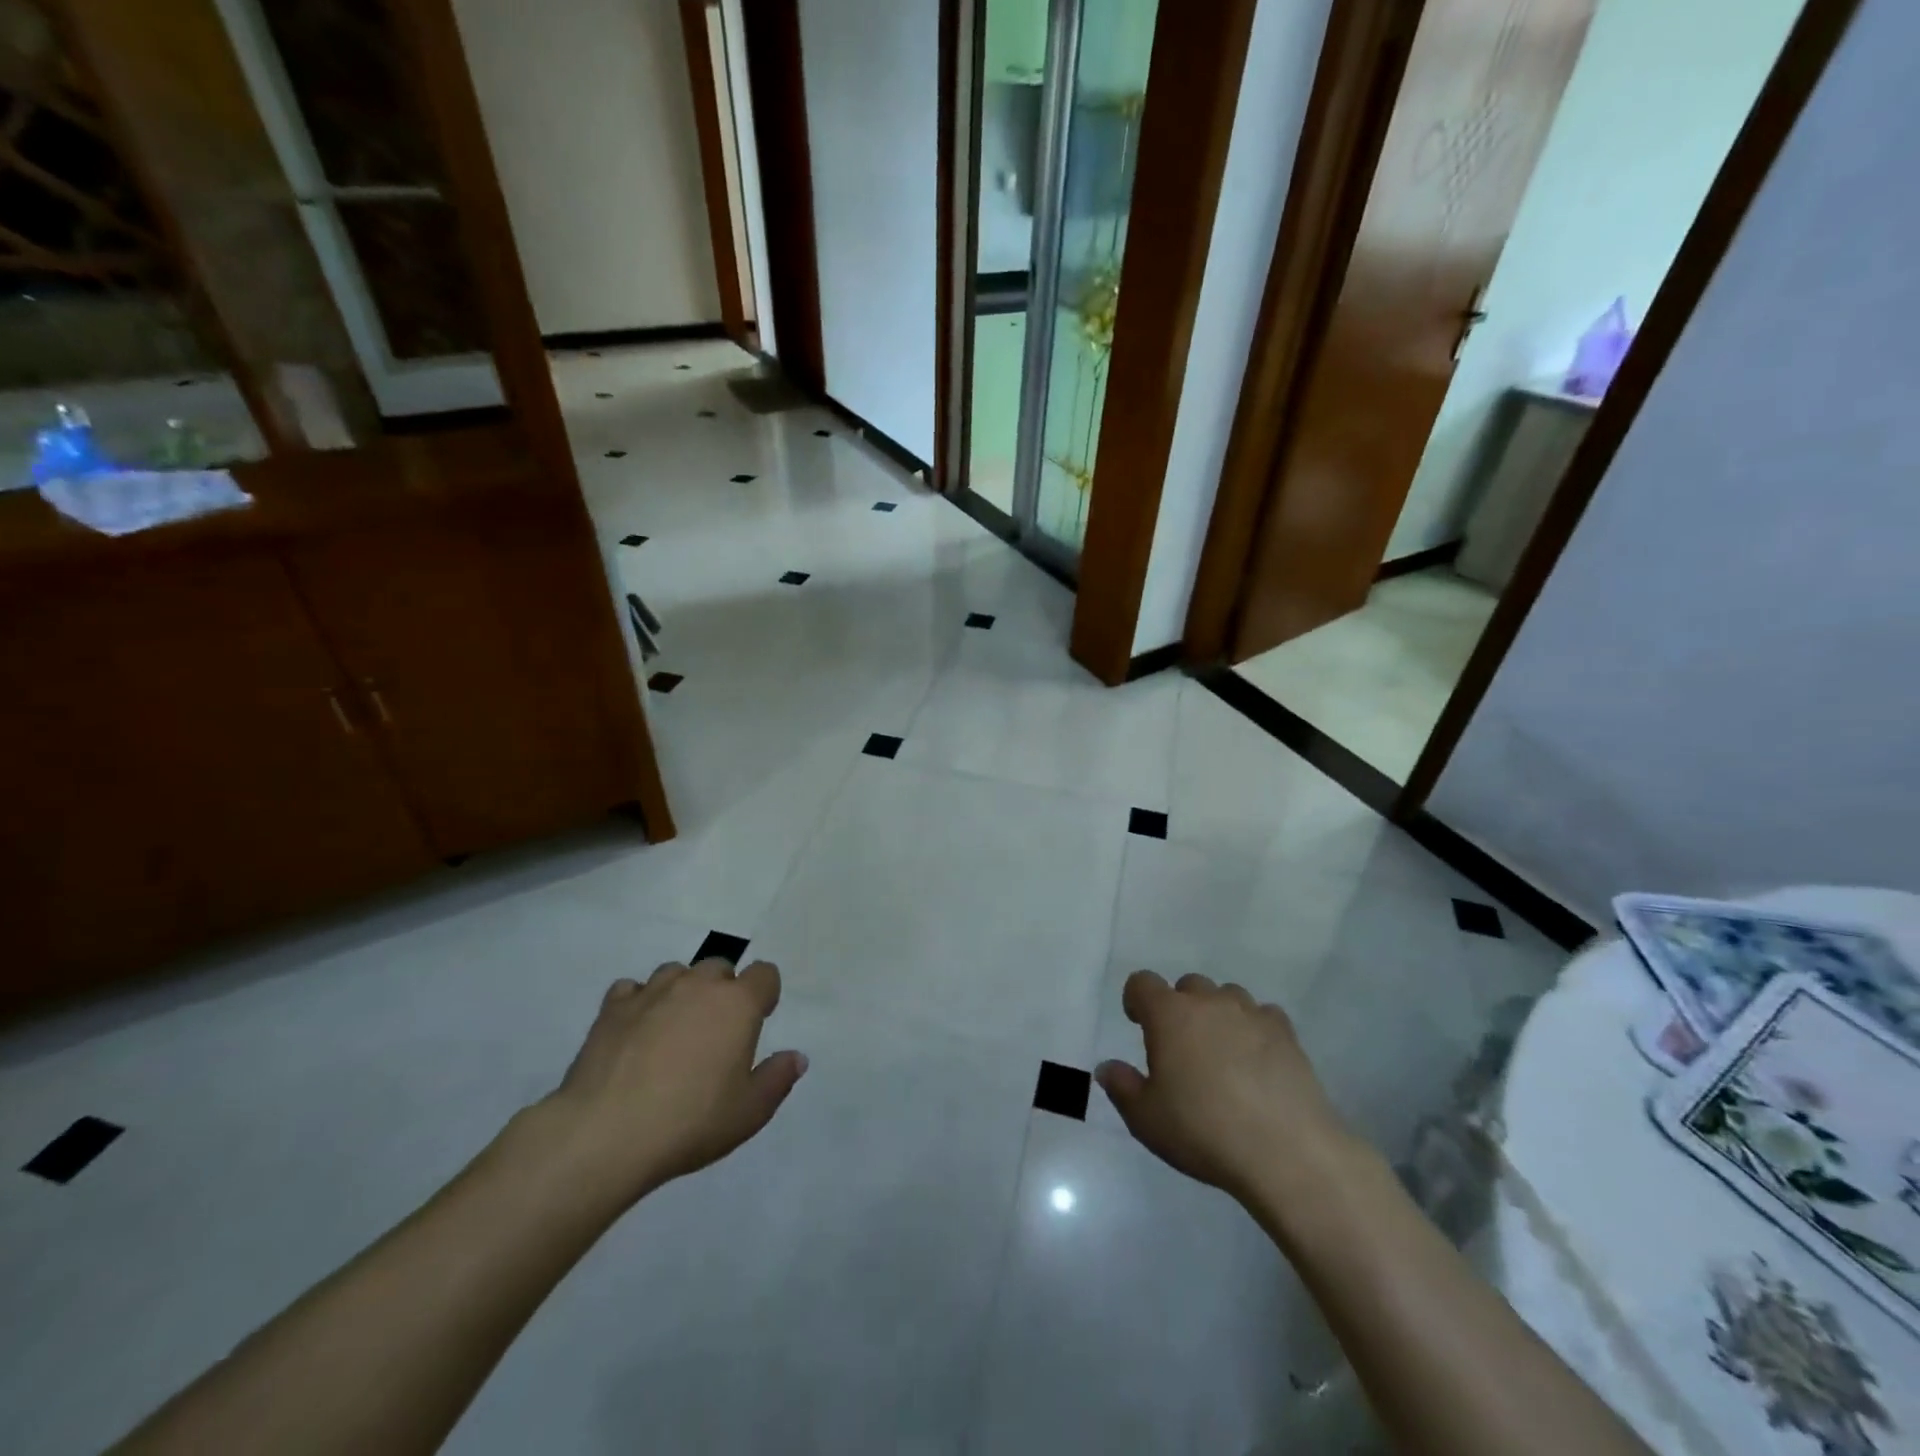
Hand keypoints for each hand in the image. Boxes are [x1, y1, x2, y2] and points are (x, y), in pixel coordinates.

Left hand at [536, 960, 807, 1209]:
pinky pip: (632, 989)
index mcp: (738, 1004)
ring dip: (681, 992)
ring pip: (676, 972)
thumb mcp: (749, 1112)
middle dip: (722, 991)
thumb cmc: (690, 1122)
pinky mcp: (612, 1008)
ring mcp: (652, 992)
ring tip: (673, 1029)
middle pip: (719, 967)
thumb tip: (796, 1057)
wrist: (605, 1134)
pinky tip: (635, 1031)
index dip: (765, 993)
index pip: (765, 974)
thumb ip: (777, 1079)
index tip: (758, 1020)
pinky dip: (639, 1003)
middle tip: (714, 1032)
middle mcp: (698, 985)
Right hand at [1096, 971, 1364, 1211]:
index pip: (1142, 983)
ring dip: (1218, 1014)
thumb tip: (1107, 1068)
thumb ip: (1122, 1087)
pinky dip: (1255, 1029)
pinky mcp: (1287, 1034)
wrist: (1286, 1152)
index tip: (1137, 1023)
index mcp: (1169, 1015)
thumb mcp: (1146, 1119)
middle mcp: (1209, 1003)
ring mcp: (1251, 1014)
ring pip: (1228, 995)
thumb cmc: (1204, 1131)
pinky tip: (1258, 1060)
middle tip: (1181, 1046)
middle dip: (1180, 1007)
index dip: (1136, 999)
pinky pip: (1264, 1015)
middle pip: (1188, 985)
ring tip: (1221, 1051)